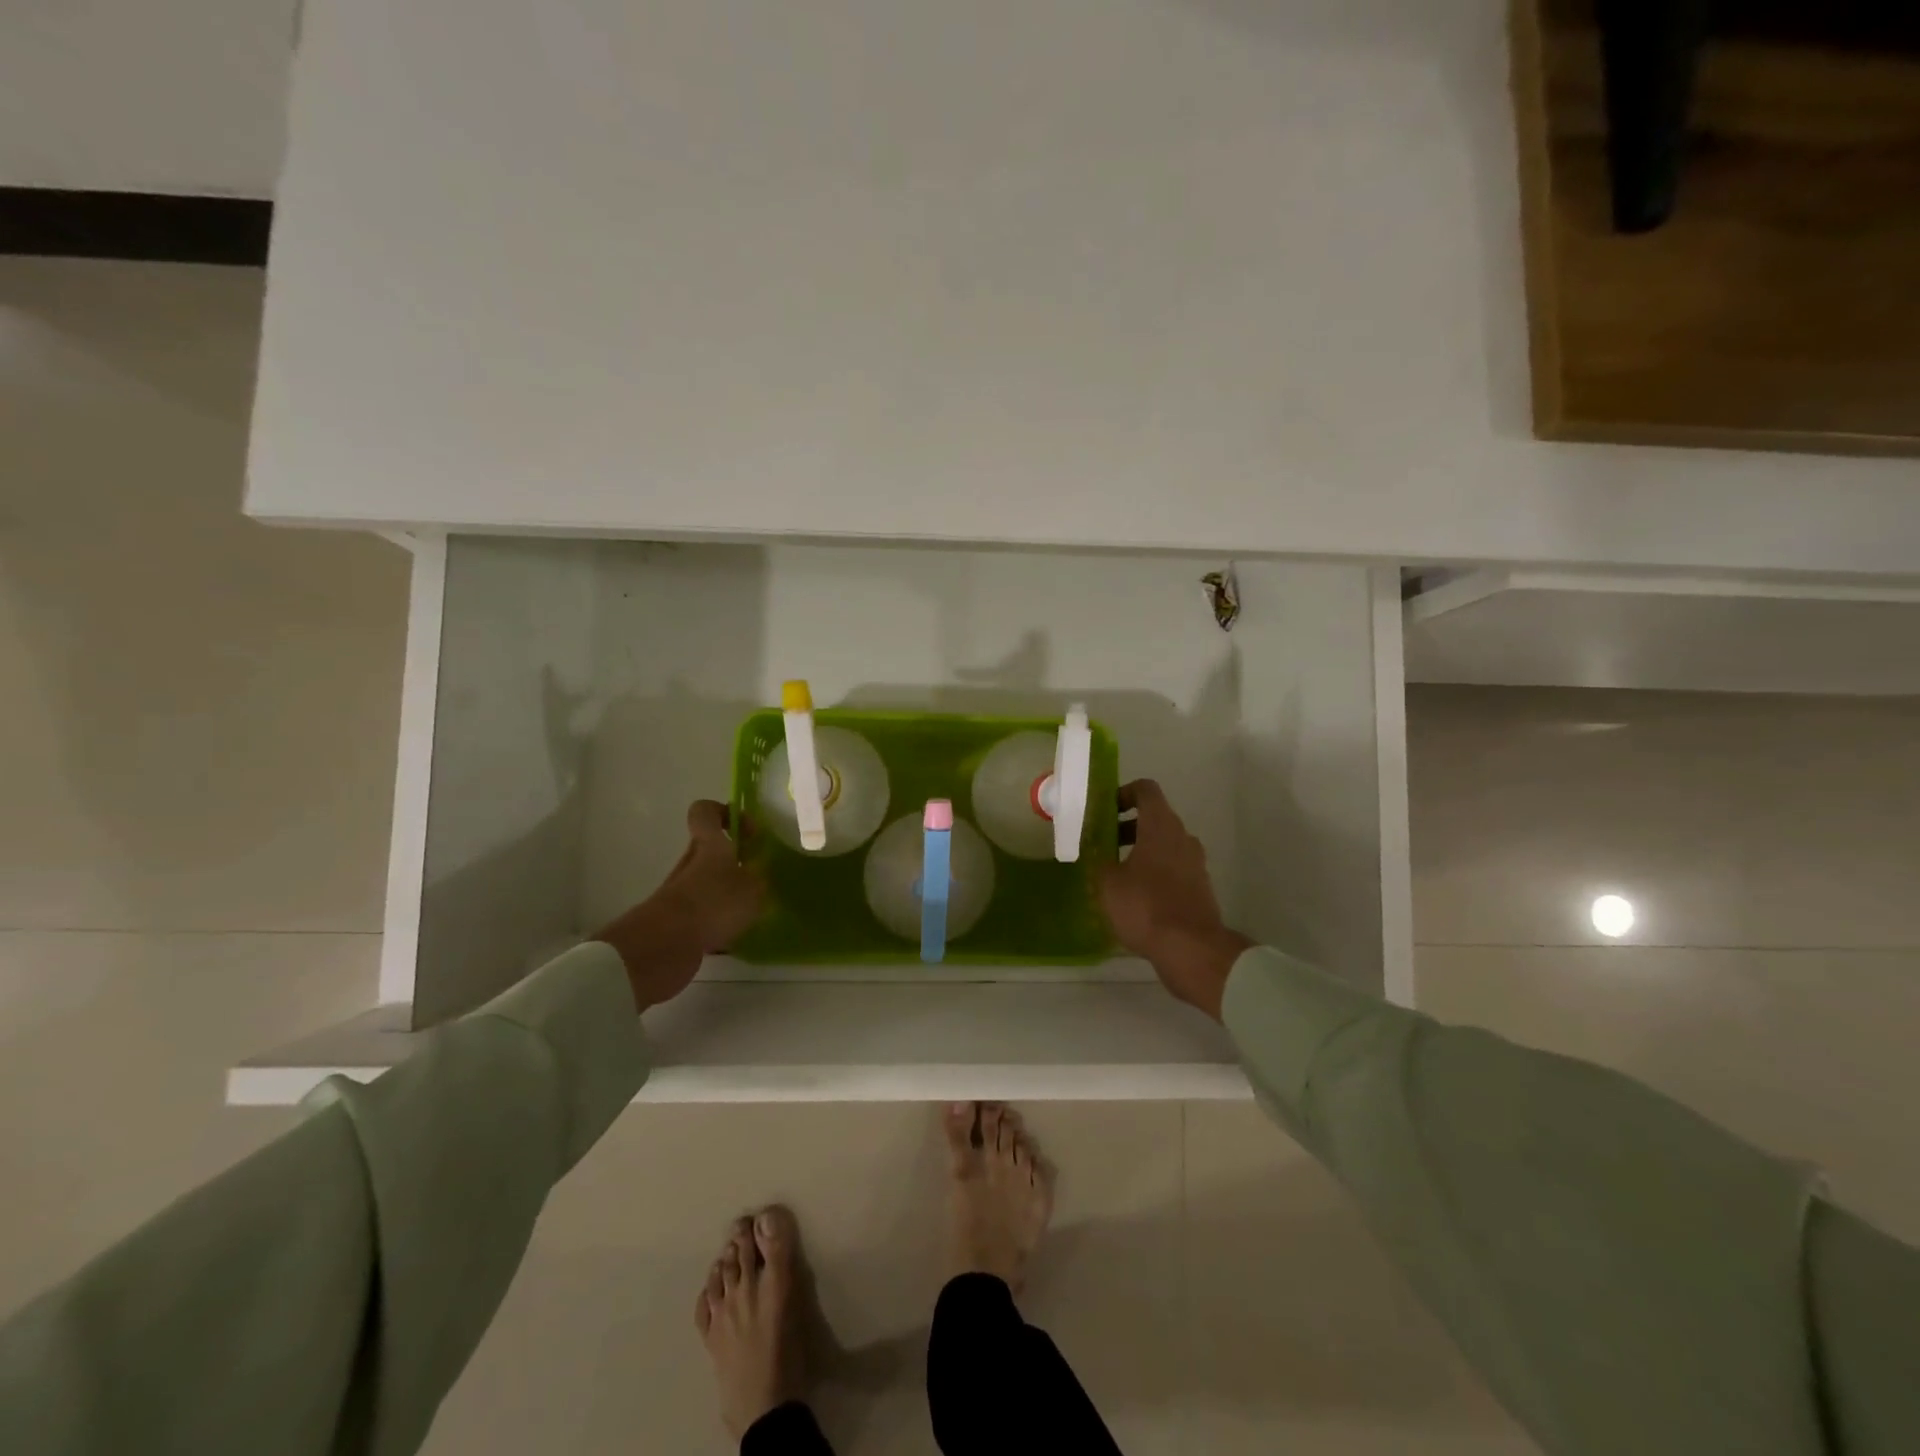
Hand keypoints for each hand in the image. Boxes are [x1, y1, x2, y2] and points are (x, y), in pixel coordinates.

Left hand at [593, 800, 762, 1011]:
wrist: (664, 946)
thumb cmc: (713, 903)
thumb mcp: (753, 888)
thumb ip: (759, 880)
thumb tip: (758, 878)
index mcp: (708, 845)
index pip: (706, 812)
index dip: (725, 813)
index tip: (748, 832)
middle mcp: (691, 864)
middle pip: (710, 851)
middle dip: (735, 862)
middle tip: (758, 878)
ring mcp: (681, 893)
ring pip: (708, 884)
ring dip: (728, 894)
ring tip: (751, 912)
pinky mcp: (677, 921)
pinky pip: (702, 914)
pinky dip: (718, 922)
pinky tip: (734, 938)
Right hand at [1096, 780, 1252, 1020]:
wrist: (1191, 949)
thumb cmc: (1145, 906)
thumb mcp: (1108, 882)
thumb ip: (1099, 860)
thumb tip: (1095, 852)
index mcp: (1161, 825)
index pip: (1145, 790)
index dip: (1123, 793)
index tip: (1104, 810)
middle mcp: (1182, 837)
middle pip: (1155, 818)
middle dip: (1127, 827)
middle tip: (1102, 843)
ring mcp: (1195, 863)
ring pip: (1164, 845)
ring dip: (1140, 851)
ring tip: (1114, 873)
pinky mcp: (1199, 888)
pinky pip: (1173, 868)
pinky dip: (1154, 872)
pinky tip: (1134, 896)